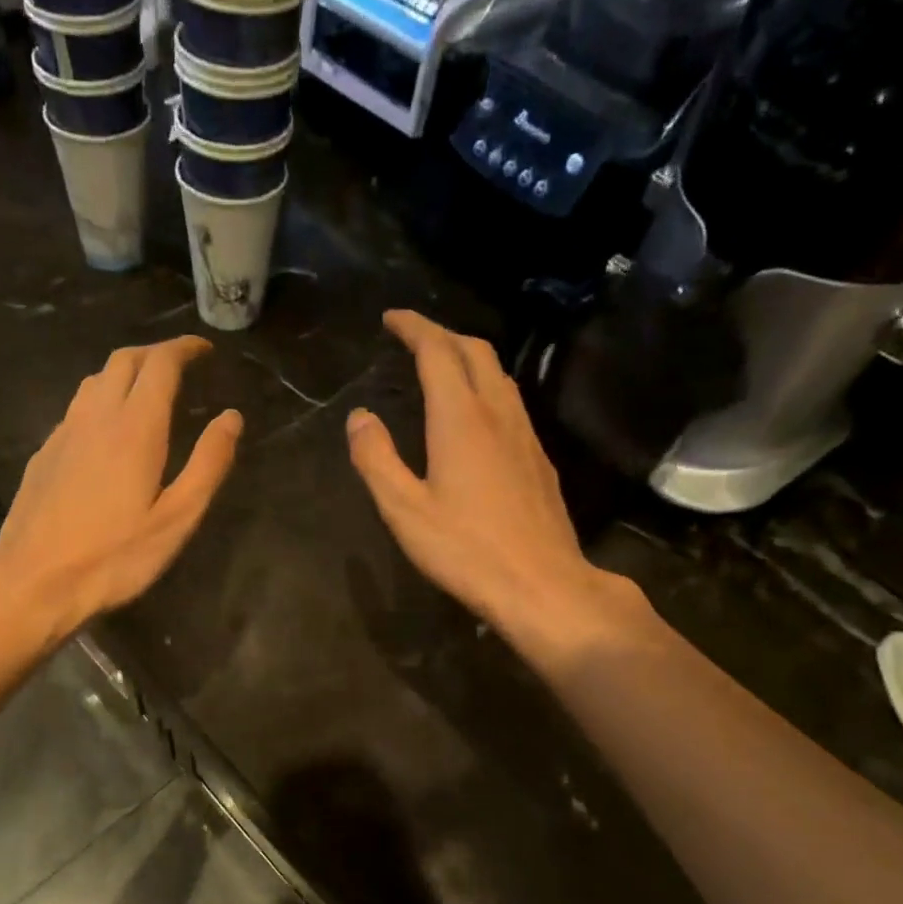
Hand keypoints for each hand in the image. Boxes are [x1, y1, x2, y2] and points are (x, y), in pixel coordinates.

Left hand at [0, 336, 241, 633]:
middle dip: (155, 353)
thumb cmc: (114, 557)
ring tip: (147, 390)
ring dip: (125, 372)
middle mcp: (96, 417)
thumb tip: (231, 418)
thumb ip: (208, 464)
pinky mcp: (43, 454)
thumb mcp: (176, 519)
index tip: (204, 350)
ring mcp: (63, 433)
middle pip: (123, 360)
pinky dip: (101, 400)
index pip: (160, 364)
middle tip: (180, 365)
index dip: (184, 348)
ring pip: (95, 380)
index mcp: (135, 428)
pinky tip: (108, 430)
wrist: (33, 582)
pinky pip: (77, 408)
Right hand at [347, 310, 644, 663]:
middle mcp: (498, 413)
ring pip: (499, 374)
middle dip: (442, 334)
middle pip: (475, 351)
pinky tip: (475, 413)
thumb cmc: (466, 550)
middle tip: (413, 337)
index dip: (413, 328)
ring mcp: (525, 434)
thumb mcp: (404, 510)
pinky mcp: (538, 458)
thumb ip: (377, 459)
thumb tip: (359, 417)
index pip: (437, 351)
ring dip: (468, 357)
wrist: (543, 584)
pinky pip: (511, 401)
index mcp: (460, 419)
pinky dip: (485, 386)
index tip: (391, 318)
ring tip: (441, 365)